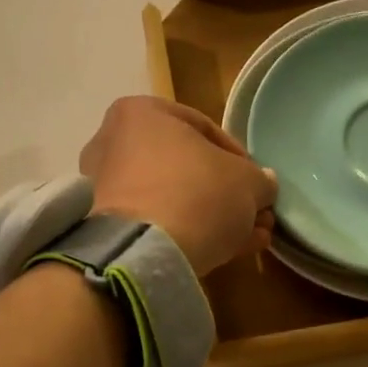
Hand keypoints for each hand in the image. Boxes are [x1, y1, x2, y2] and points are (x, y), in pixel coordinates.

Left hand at [80, 97, 278, 274]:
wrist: (145, 253)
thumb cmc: (197, 195)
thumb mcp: (247, 183)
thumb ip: (259, 180)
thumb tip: (262, 184)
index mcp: (141, 113)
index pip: (203, 128)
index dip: (240, 159)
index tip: (258, 184)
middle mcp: (113, 144)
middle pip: (185, 168)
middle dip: (226, 194)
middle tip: (256, 215)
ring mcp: (105, 189)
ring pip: (173, 199)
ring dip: (213, 218)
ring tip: (249, 239)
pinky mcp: (106, 230)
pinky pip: (156, 225)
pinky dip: (189, 234)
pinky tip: (225, 252)